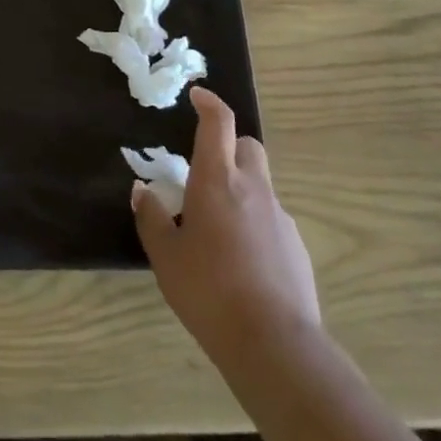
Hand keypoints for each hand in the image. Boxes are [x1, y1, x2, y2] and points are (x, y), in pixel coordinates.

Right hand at [132, 87, 319, 362]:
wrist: (274, 344)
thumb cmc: (209, 290)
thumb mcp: (166, 256)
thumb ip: (152, 218)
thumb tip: (143, 191)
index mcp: (217, 180)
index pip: (219, 123)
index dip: (209, 102)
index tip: (197, 96)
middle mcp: (253, 189)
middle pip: (248, 147)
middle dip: (229, 148)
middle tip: (205, 173)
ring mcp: (280, 217)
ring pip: (260, 186)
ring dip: (240, 191)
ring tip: (217, 230)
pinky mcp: (297, 247)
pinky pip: (272, 220)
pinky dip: (255, 224)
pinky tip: (241, 262)